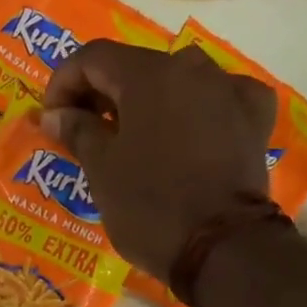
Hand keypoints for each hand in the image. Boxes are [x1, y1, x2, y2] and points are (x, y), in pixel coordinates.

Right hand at [40, 41, 276, 276]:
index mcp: (148, 74)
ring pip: (178, 81)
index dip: (63, 83)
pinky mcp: (254, 120)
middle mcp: (192, 68)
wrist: (222, 248)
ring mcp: (229, 91)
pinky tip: (192, 130)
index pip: (92, 58)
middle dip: (103, 94)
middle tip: (84, 131)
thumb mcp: (101, 171)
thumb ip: (77, 131)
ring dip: (148, 101)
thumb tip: (55, 113)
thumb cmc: (150, 207)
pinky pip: (220, 100)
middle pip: (135, 67)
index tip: (52, 118)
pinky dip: (199, 110)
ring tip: (132, 136)